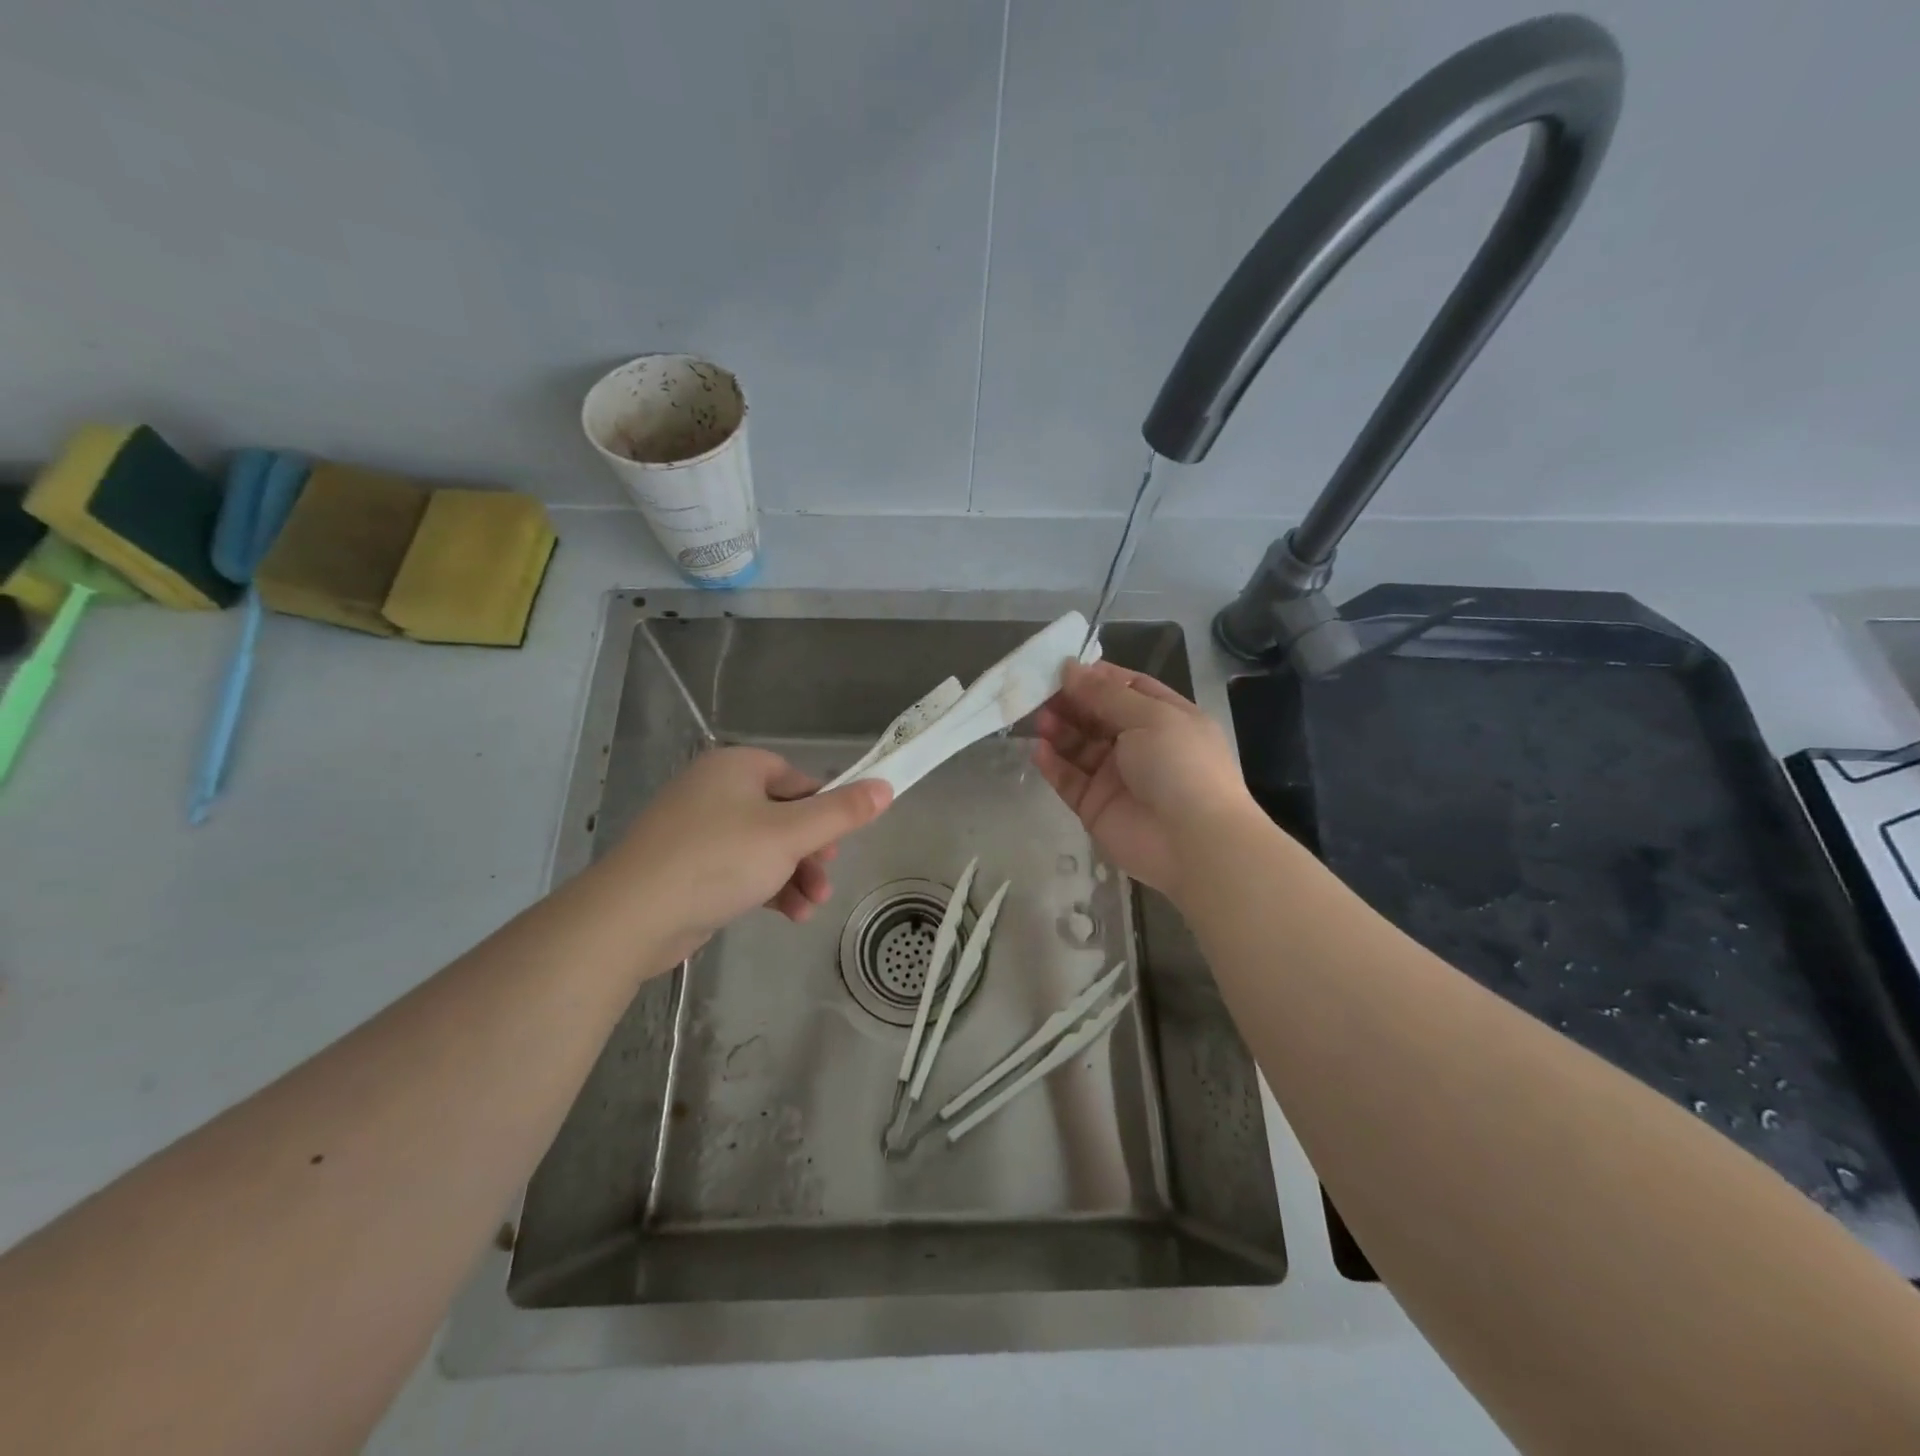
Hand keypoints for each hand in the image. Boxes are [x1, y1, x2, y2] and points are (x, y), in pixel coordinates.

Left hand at [610, 747, 891, 964]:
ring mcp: (697, 829)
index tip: (839, 843)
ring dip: (794, 876)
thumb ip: (842, 812)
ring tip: (811, 907)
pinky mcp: (687, 866)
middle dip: (810, 853)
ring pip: (763, 847)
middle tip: (825, 881)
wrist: (633, 916)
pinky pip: (739, 868)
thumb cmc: (719, 860)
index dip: (824, 810)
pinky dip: (765, 887)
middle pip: (783, 815)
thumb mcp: (791, 834)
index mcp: (737, 767)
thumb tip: (886, 786)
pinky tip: (787, 915)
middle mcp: (715, 790)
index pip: (797, 780)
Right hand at [1033, 661, 1256, 897]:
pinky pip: (1069, 780)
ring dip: (1060, 730)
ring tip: (1040, 720)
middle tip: (1040, 692)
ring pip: (1080, 747)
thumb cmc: (1180, 765)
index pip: (1127, 688)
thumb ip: (1104, 694)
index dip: (1096, 677)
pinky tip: (1039, 750)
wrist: (1194, 842)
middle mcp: (1141, 744)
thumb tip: (1070, 667)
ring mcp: (1117, 777)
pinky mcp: (1096, 806)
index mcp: (1165, 718)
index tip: (1064, 668)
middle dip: (1071, 702)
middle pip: (1098, 716)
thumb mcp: (1149, 716)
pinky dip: (1053, 764)